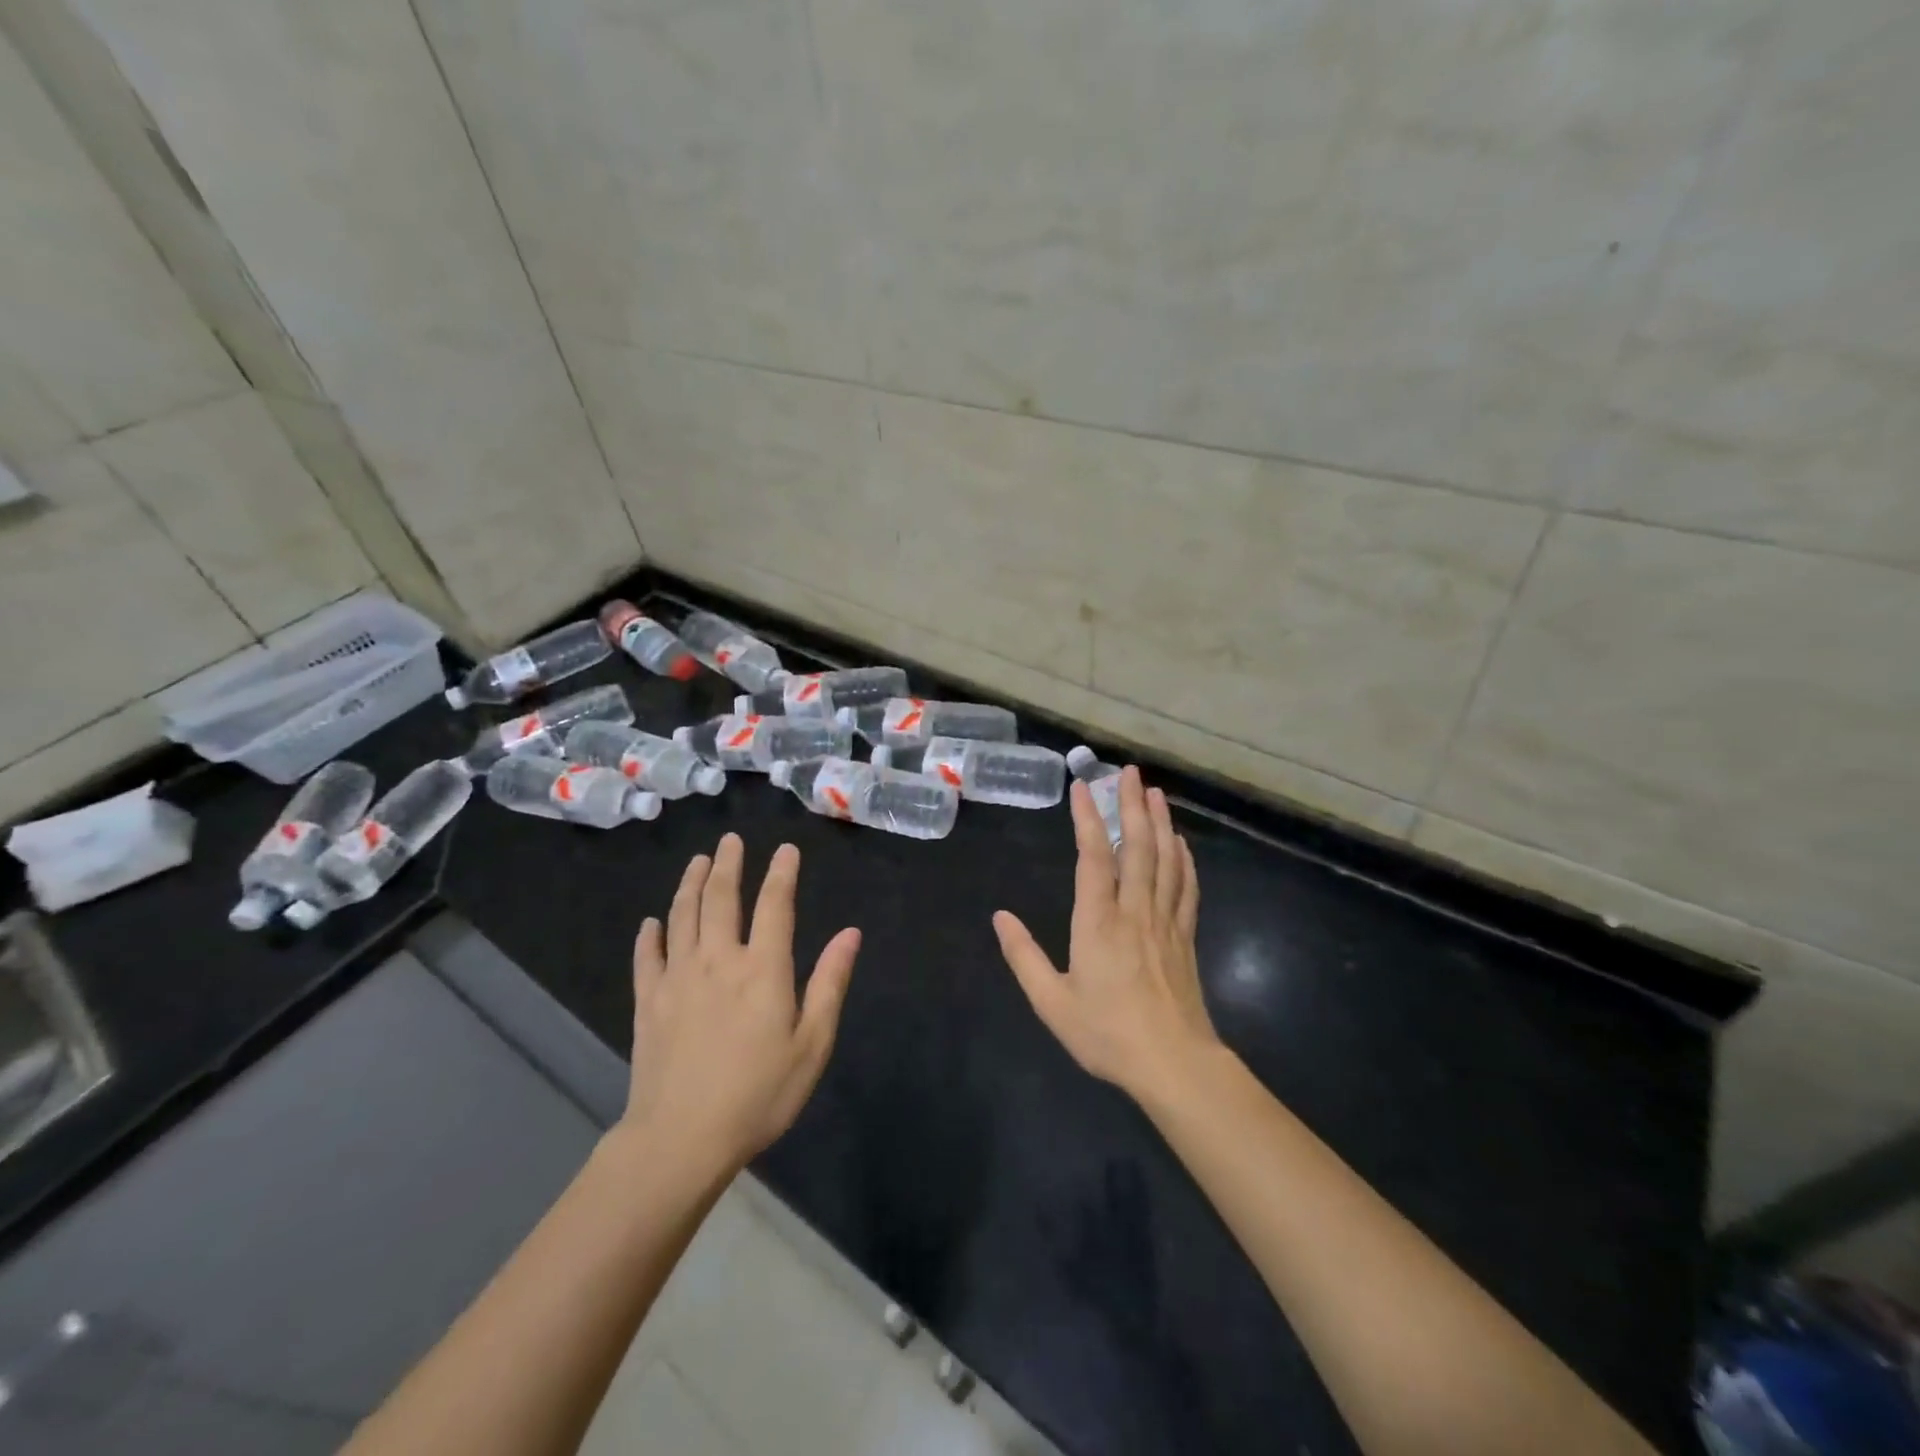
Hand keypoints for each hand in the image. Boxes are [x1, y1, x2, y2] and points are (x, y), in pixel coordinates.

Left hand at [620, 833, 860, 1170]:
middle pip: (720, 899)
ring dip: (690, 884)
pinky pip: (646, 957)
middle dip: (727, 864)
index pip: (774, 905)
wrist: (681, 1139)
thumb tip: (850, 933)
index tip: (785, 849)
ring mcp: (677, 978)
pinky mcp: (648, 1002)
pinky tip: (651, 922)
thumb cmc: (759, 1094)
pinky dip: (650, 935)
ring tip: (696, 861)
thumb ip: (830, 983)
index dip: (781, 873)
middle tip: (729, 840)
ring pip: (682, 917)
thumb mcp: (812, 1044)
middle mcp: (718, 960)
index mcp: (762, 968)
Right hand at [994, 767, 1217, 1102]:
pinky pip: (1186, 888)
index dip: (1087, 818)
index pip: (1093, 856)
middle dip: (1132, 805)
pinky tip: (1181, 844)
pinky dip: (1183, 860)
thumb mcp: (1052, 1002)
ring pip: (1165, 860)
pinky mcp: (1185, 937)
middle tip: (1131, 772)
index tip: (1082, 787)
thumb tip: (1000, 917)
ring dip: (1160, 823)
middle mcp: (1134, 910)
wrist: (1174, 1064)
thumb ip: (1023, 956)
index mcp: (1098, 921)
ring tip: (1155, 793)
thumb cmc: (1108, 1034)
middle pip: (1136, 846)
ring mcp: (1165, 921)